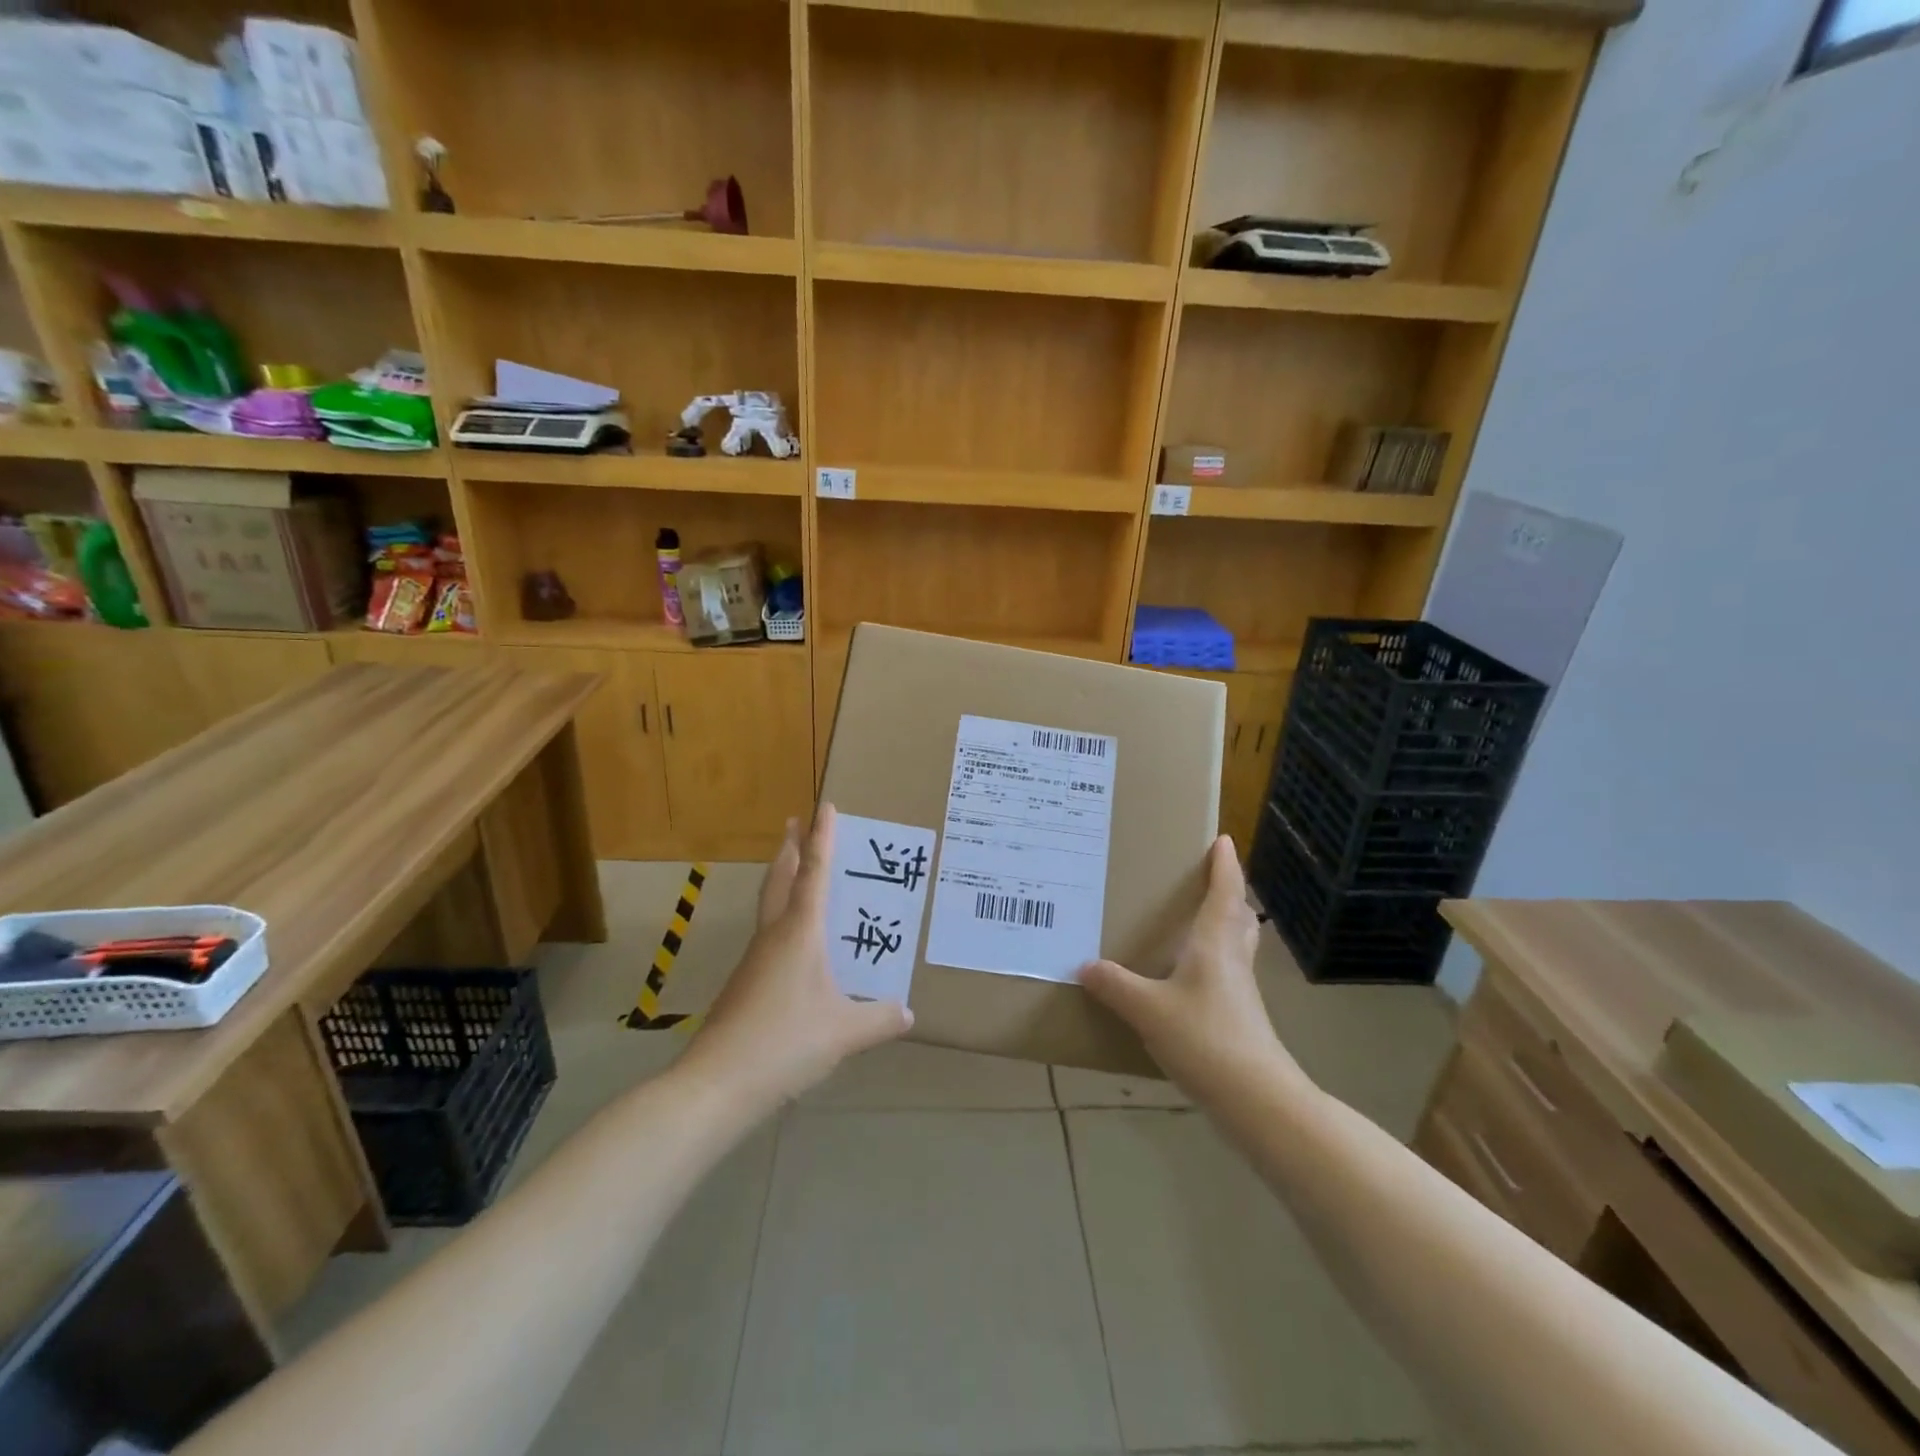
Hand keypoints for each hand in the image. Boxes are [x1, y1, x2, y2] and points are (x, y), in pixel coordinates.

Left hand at [683, 804, 913, 1110]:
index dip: (823, 838)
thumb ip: (880, 1019)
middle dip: (790, 849)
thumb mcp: (844, 1032)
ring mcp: (756, 959)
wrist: (717, 1082)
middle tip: (795, 823)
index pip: (815, 873)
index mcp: (800, 932)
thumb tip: (908, 1012)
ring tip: (798, 871)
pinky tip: (798, 943)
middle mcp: (775, 935)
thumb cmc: (785, 1041)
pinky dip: (784, 918)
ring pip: (771, 905)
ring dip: (784, 879)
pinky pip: (770, 935)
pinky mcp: (747, 983)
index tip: (824, 806)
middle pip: (781, 879)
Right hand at [1078, 836, 1304, 1106]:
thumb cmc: (1206, 1038)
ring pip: (1237, 946)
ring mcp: (1240, 992)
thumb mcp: (1148, 1010)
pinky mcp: (1239, 1019)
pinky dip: (1213, 963)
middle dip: (1229, 895)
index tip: (1224, 841)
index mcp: (1215, 944)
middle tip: (1209, 881)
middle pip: (1239, 917)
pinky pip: (1227, 975)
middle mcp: (1232, 960)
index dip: (1225, 866)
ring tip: (1197, 924)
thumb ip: (1115, 986)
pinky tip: (1188, 980)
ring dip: (1225, 927)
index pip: (1225, 893)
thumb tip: (1085, 966)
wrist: (1256, 1098)